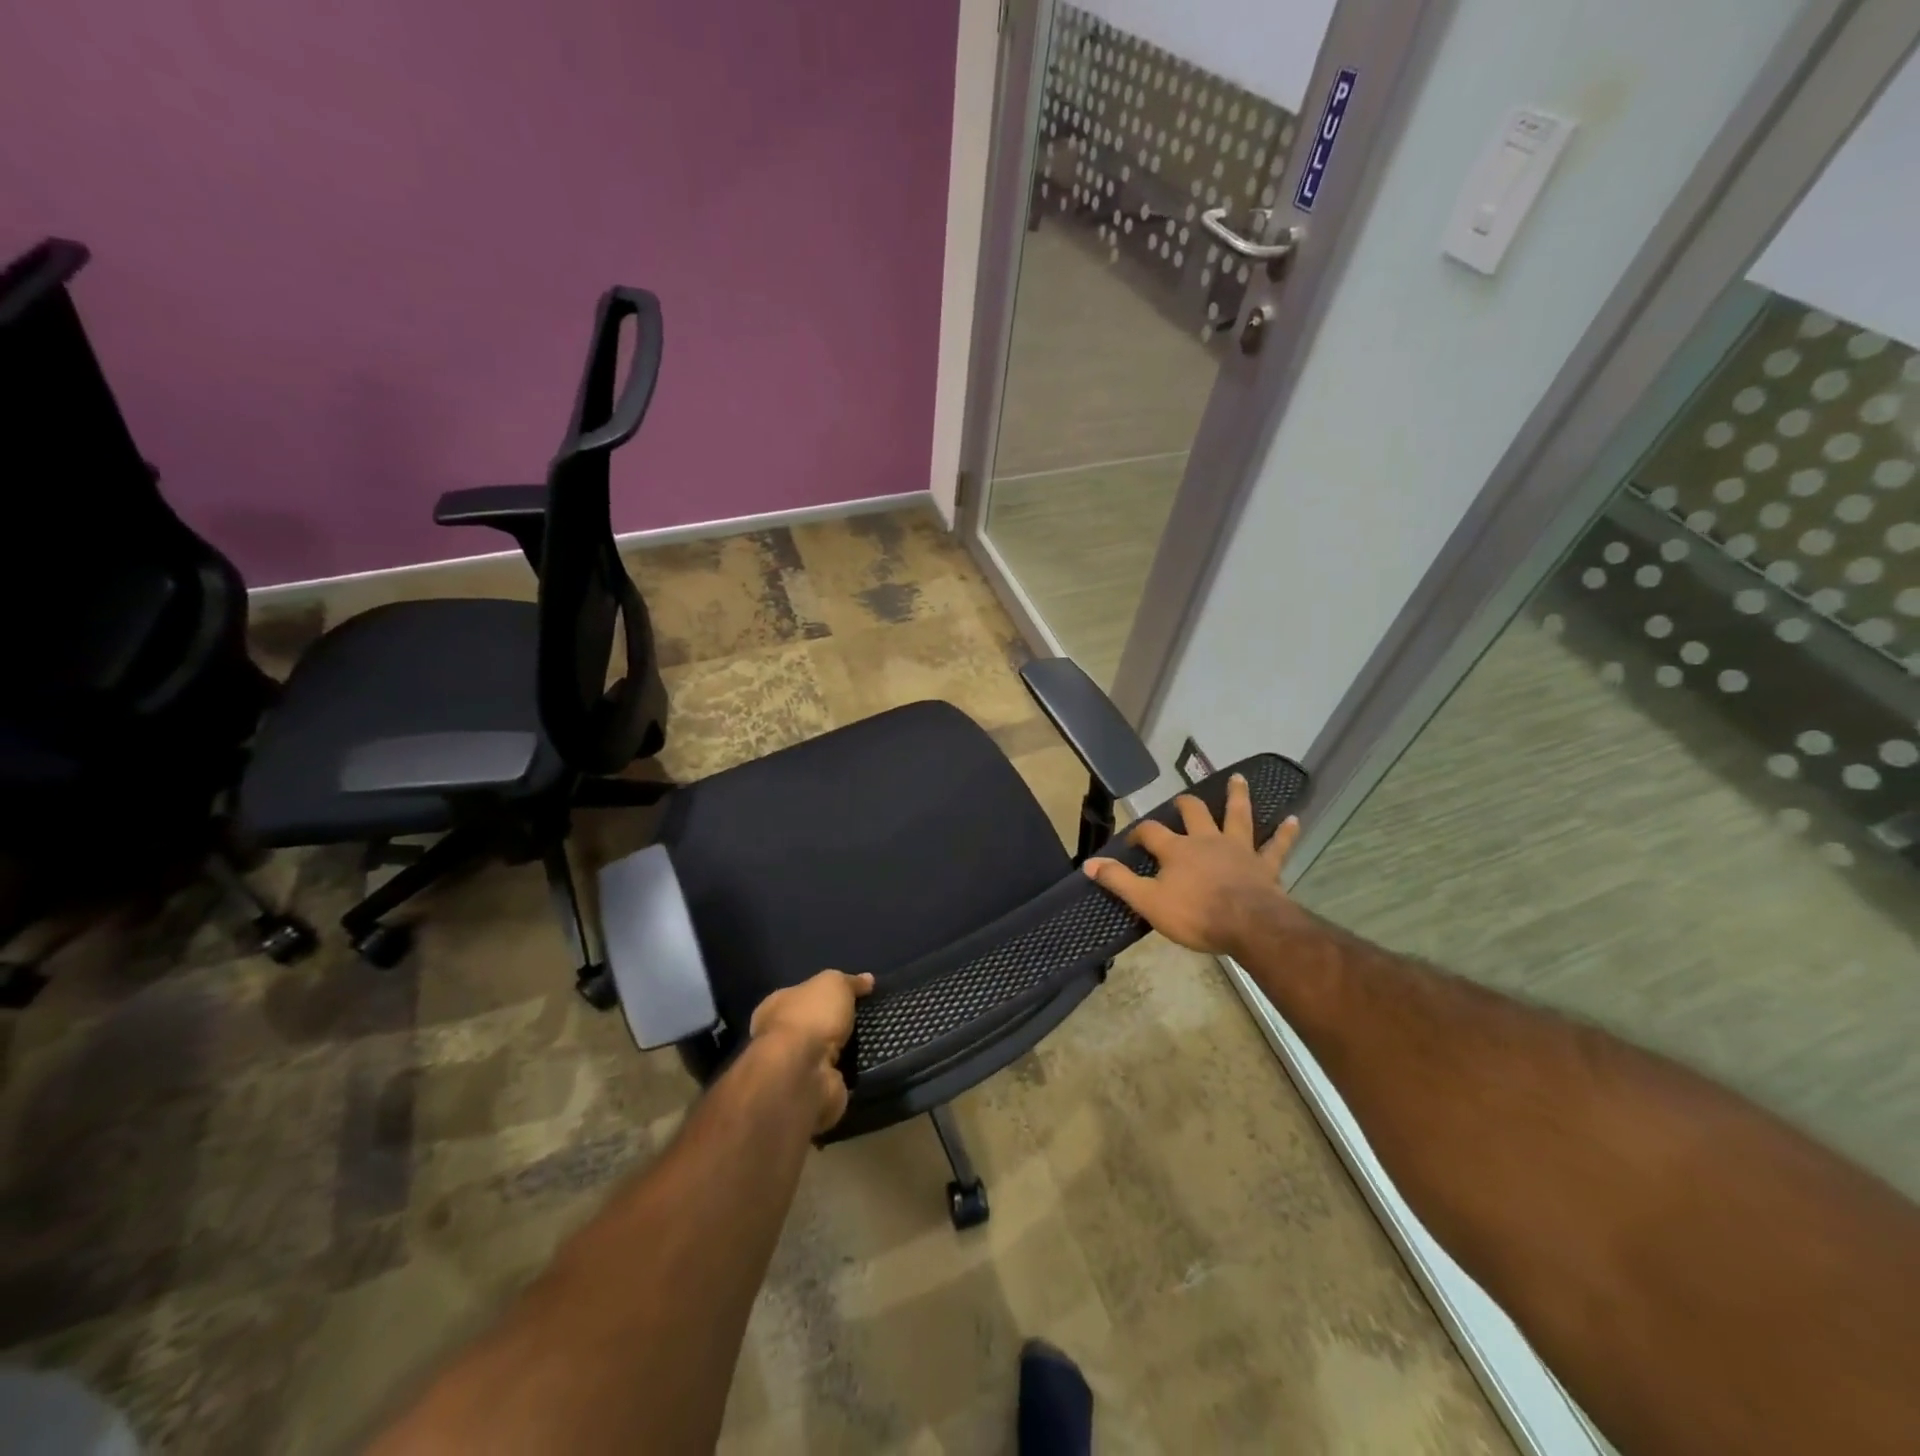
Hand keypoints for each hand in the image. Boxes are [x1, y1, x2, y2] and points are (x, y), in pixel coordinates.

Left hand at [749, 969, 874, 1134]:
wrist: (803, 1073)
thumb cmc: (811, 1017)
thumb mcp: (834, 984)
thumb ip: (850, 982)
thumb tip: (867, 980)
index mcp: (776, 1006)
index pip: (800, 995)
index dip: (823, 994)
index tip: (851, 995)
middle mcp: (780, 1037)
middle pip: (813, 1026)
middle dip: (836, 1025)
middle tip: (867, 1019)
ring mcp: (795, 1067)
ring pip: (826, 1054)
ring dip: (846, 1052)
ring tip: (874, 1041)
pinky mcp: (812, 1091)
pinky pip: (837, 1077)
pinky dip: (851, 1074)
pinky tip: (870, 1066)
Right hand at [1083, 773, 1302, 956]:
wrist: (1249, 925)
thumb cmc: (1196, 914)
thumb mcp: (1148, 902)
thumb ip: (1119, 881)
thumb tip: (1089, 864)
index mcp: (1177, 849)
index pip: (1151, 831)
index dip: (1139, 832)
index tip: (1132, 840)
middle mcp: (1206, 840)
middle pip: (1194, 812)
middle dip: (1185, 804)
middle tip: (1181, 801)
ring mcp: (1238, 849)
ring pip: (1237, 815)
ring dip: (1238, 796)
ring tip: (1239, 779)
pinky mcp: (1264, 864)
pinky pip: (1276, 846)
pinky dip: (1285, 833)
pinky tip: (1294, 820)